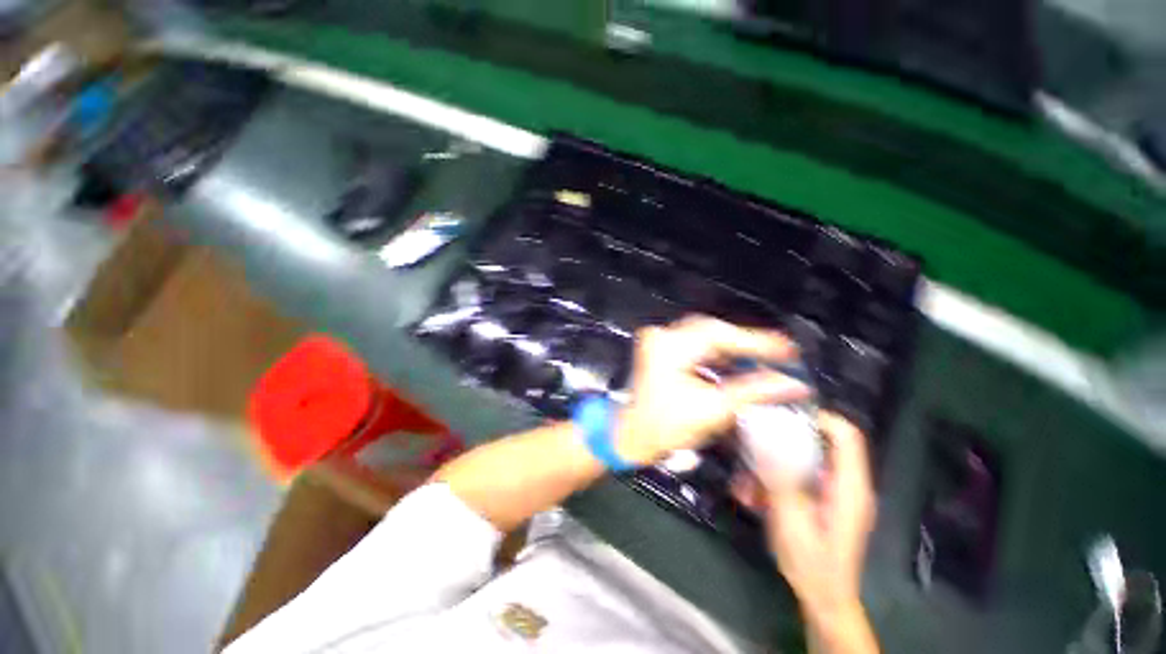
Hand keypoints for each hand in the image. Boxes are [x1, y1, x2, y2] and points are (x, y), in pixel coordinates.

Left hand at [615, 315, 809, 464]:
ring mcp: (659, 341)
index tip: (788, 350)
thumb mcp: (713, 409)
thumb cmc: (664, 427)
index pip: (721, 335)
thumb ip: (754, 391)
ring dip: (732, 348)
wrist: (629, 436)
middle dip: (745, 343)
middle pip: (713, 331)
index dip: (757, 342)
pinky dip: (717, 354)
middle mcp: (662, 336)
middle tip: (777, 354)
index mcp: (669, 345)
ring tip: (761, 359)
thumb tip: (792, 384)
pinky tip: (734, 363)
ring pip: (705, 337)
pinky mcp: (660, 351)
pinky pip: (695, 345)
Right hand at [736, 413, 876, 631]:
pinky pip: (797, 478)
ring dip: (772, 466)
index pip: (846, 436)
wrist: (823, 599)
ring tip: (746, 483)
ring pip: (802, 461)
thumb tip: (765, 438)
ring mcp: (832, 494)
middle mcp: (845, 484)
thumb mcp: (791, 518)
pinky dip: (774, 481)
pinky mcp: (820, 502)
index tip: (783, 414)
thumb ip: (780, 476)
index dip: (819, 417)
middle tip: (752, 443)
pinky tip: (752, 497)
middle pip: (820, 444)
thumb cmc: (812, 563)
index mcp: (848, 487)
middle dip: (783, 442)